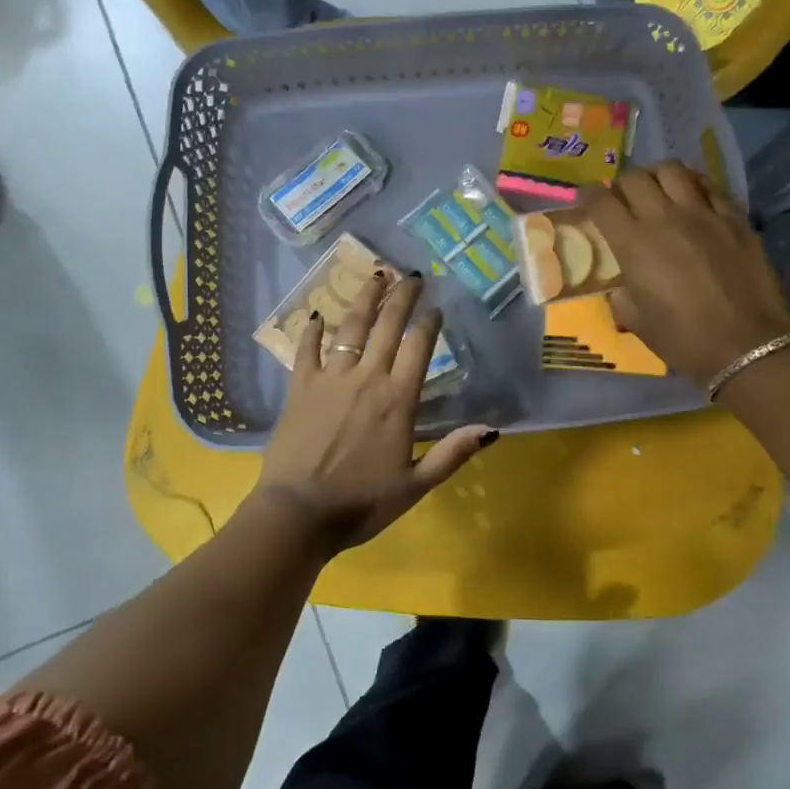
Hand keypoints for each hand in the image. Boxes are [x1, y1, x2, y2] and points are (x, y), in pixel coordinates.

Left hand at [255, 269, 494, 554]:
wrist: (298, 513)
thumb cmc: (361, 503)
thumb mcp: (416, 485)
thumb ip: (452, 454)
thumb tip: (491, 429)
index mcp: (398, 400)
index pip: (418, 347)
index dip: (429, 322)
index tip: (436, 306)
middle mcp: (367, 379)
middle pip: (387, 326)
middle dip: (402, 297)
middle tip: (412, 275)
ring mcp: (331, 379)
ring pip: (351, 328)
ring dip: (365, 299)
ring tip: (376, 275)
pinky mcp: (300, 387)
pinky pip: (306, 349)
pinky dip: (312, 330)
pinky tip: (316, 315)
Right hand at [587, 162, 789, 387]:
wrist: (747, 346)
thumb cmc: (684, 340)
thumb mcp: (637, 322)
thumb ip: (623, 296)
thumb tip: (623, 287)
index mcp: (633, 244)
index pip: (601, 201)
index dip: (587, 195)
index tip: (585, 199)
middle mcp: (664, 218)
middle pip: (634, 178)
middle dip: (621, 185)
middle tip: (623, 200)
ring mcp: (703, 214)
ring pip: (672, 170)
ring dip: (657, 176)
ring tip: (658, 191)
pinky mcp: (734, 218)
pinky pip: (709, 186)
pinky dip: (694, 185)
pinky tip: (693, 198)